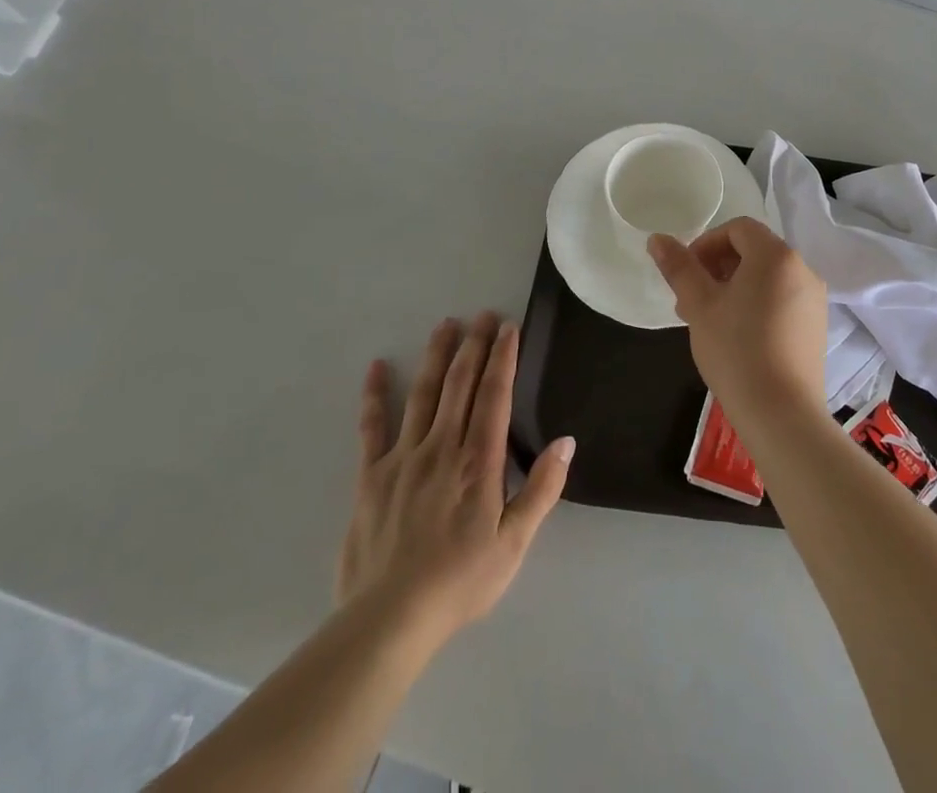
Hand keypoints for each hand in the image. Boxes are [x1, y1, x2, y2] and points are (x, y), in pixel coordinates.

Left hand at [335, 313, 573, 651]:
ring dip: (437, 357)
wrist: (389, 621)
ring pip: (423, 394)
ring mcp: (402, 458)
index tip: (508, 327)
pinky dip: (375, 396)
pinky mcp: (370, 477)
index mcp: (478, 461)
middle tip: (482, 315)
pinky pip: (372, 428)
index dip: (503, 358)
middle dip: (474, 346)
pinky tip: (378, 367)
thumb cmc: (460, 581)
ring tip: (445, 325)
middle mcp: (441, 447)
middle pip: (460, 385)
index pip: (494, 395)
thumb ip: (542, 489)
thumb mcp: (514, 543)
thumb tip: (566, 441)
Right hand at [647, 217, 828, 424]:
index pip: (738, 229)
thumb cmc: (735, 351)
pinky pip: (782, 298)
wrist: (781, 414)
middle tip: (691, 300)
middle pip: (754, 251)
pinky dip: (757, 303)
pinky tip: (738, 336)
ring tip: (710, 321)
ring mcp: (814, 298)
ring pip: (767, 277)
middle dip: (718, 268)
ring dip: (735, 287)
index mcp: (776, 255)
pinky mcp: (816, 325)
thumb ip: (679, 267)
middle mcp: (802, 268)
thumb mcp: (699, 305)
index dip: (706, 244)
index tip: (687, 274)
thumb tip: (657, 238)